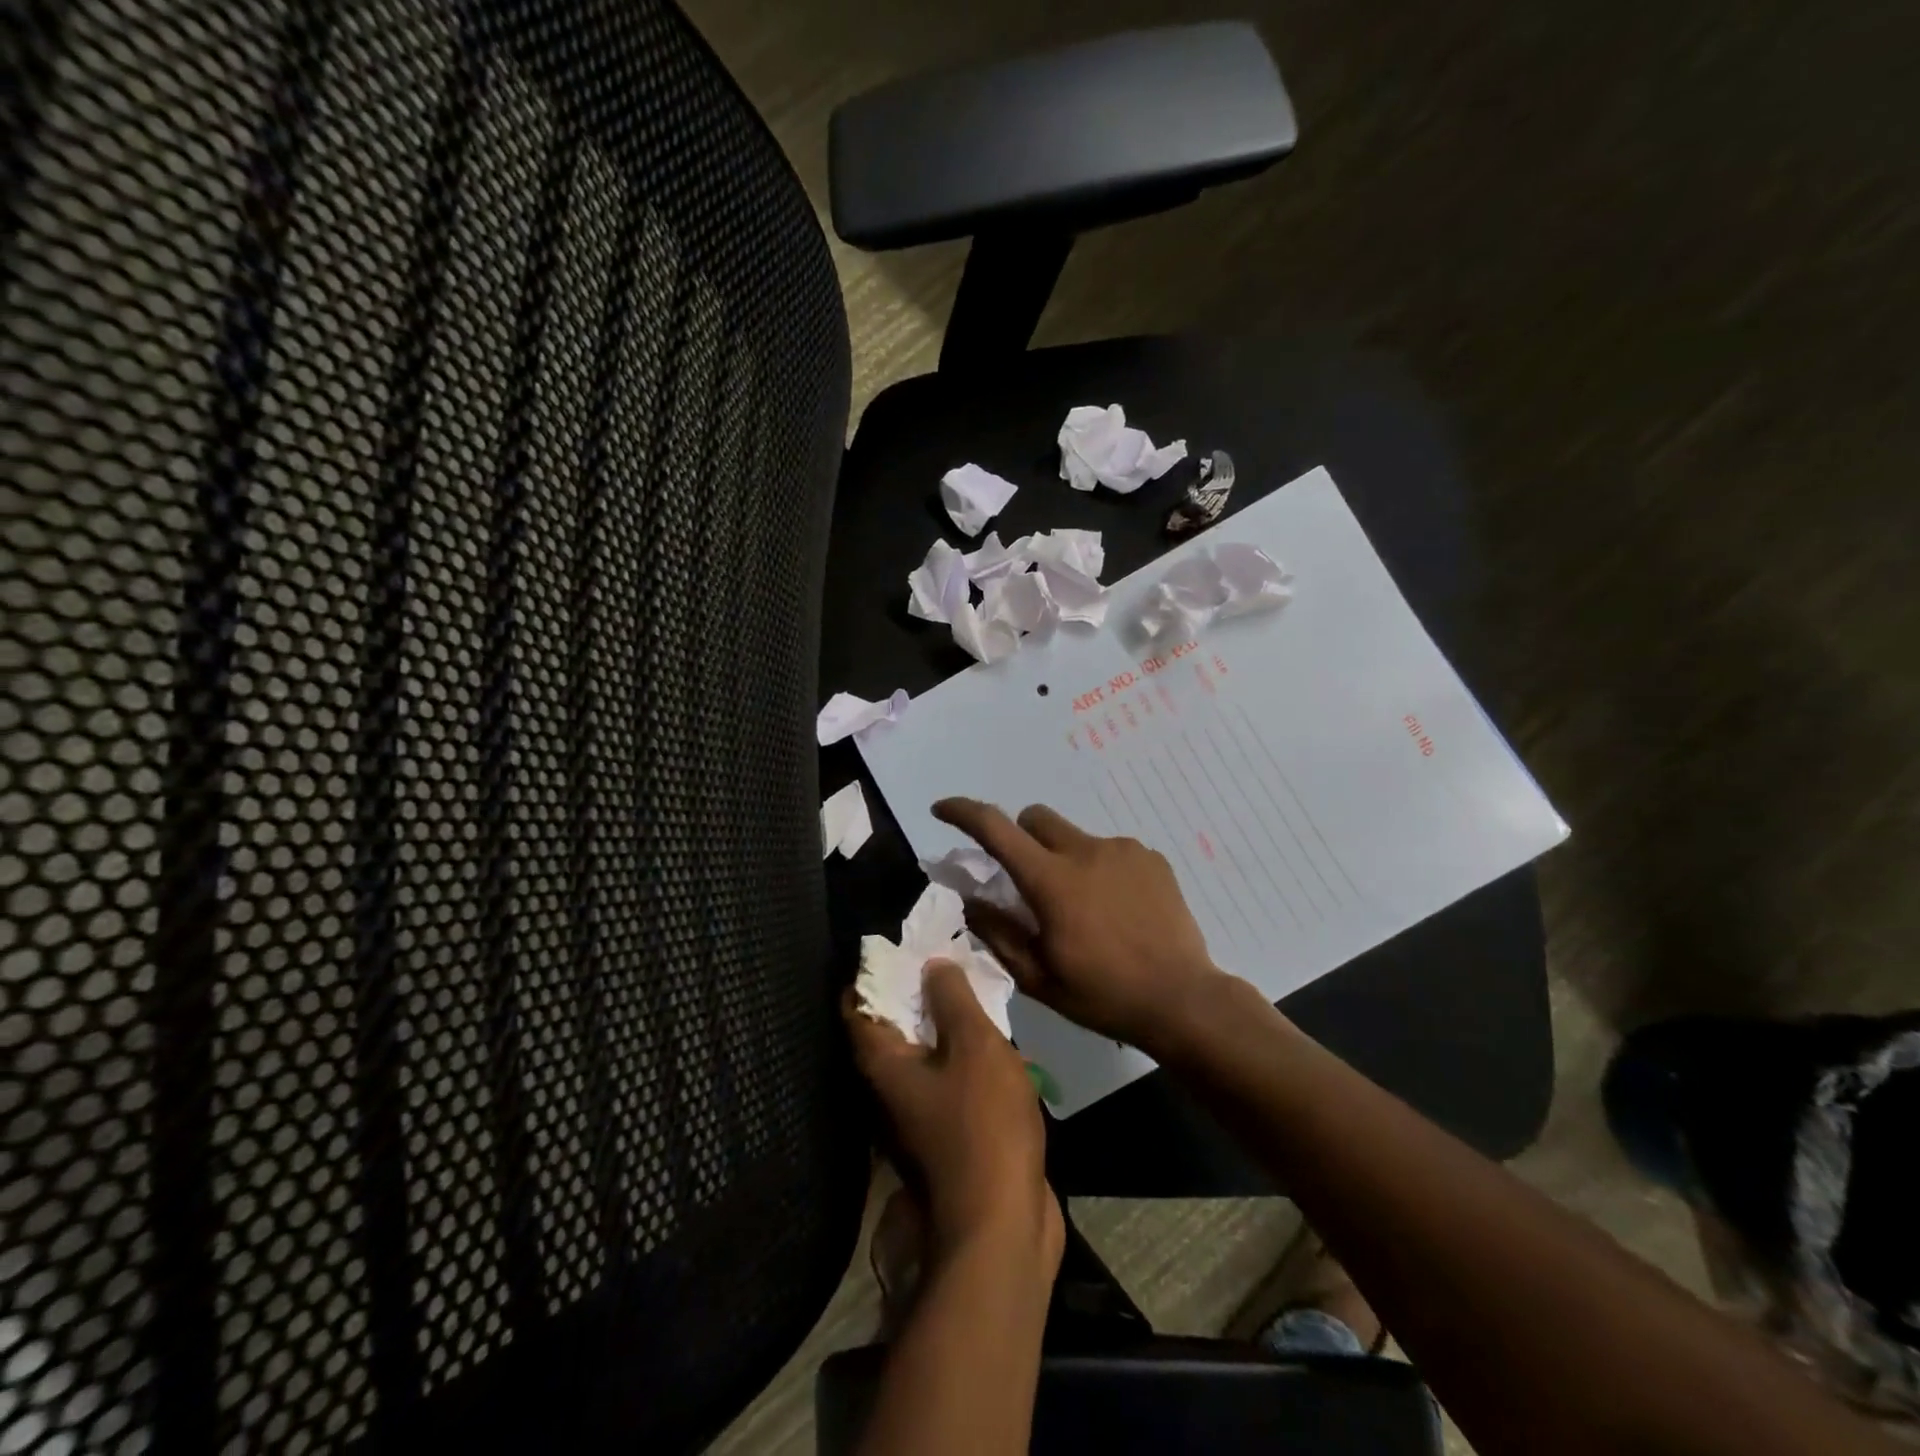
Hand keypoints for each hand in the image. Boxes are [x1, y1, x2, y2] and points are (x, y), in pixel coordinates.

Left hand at [844, 960, 1063, 1267]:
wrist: (1003, 1222)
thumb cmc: (982, 1124)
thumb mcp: (973, 1045)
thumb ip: (952, 999)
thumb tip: (931, 965)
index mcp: (883, 1063)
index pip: (858, 1004)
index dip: (876, 970)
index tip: (904, 944)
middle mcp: (890, 1086)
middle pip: (892, 1024)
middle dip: (917, 989)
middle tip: (946, 955)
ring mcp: (918, 1111)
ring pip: (924, 1049)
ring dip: (946, 1020)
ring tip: (973, 985)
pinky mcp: (948, 1129)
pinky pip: (949, 1075)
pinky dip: (964, 1051)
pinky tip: (994, 1035)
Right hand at [933, 797, 1230, 1054]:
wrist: (1182, 1000)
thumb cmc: (1103, 994)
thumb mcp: (1038, 977)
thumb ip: (998, 932)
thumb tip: (970, 901)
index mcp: (1052, 880)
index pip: (995, 828)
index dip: (962, 812)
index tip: (942, 810)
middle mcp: (1085, 850)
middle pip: (1036, 818)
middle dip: (1020, 838)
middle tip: (1026, 880)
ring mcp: (1123, 850)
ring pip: (1074, 836)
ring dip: (1063, 858)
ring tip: (1083, 907)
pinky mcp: (1151, 858)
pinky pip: (1110, 850)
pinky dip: (1099, 869)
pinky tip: (1116, 909)